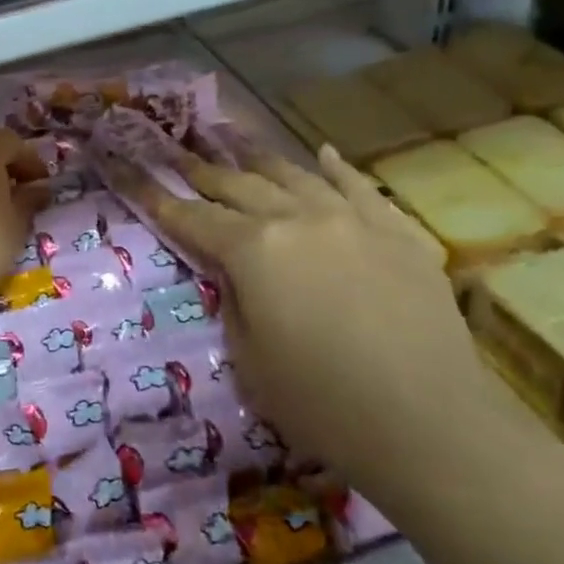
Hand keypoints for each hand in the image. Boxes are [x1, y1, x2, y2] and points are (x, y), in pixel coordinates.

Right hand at [145, 144, 533, 509]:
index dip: (157, 197)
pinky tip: (322, 153)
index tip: (131, 171)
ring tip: (234, 138)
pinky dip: (335, 169)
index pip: (192, 217)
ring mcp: (352, 219)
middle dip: (202, 170)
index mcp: (253, 249)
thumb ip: (234, 301)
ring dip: (259, 157)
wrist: (432, 425)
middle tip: (178, 152)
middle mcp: (297, 218)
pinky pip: (359, 188)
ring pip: (294, 175)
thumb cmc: (323, 404)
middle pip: (238, 185)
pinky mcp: (397, 233)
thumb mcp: (250, 359)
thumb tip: (234, 274)